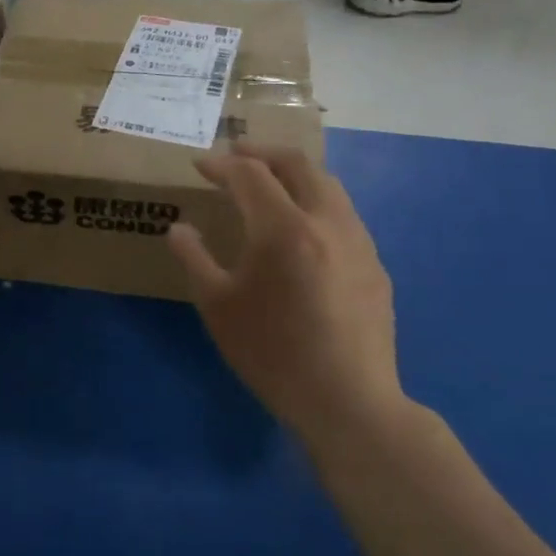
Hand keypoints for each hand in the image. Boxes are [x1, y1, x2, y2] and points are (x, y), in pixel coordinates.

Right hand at [167, 144, 406, 462]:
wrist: (348, 403)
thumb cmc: (272, 352)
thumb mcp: (217, 306)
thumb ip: (194, 258)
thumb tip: (180, 229)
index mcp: (283, 227)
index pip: (249, 174)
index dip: (220, 164)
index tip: (199, 166)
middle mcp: (326, 221)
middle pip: (298, 163)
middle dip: (262, 152)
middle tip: (236, 156)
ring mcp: (358, 241)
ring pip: (328, 184)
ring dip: (294, 174)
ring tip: (269, 184)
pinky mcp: (375, 265)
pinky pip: (342, 215)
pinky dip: (315, 202)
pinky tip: (301, 231)